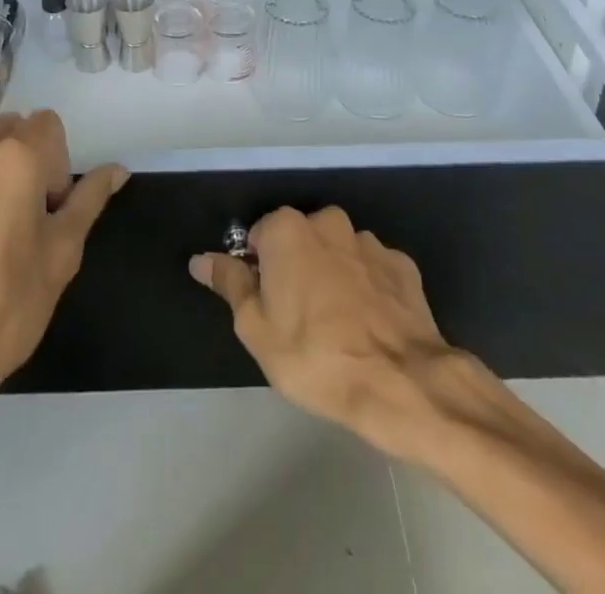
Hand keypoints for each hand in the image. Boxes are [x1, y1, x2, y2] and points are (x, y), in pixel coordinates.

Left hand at [0, 110, 126, 412]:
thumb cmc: (6, 306)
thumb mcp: (62, 254)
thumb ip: (90, 199)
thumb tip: (117, 169)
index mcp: (17, 155)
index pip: (48, 124)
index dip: (56, 163)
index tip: (47, 209)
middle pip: (9, 130)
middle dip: (22, 160)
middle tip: (19, 219)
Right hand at [189, 206, 461, 456]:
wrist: (401, 382)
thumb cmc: (315, 357)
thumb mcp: (255, 329)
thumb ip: (230, 284)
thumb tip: (201, 259)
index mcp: (287, 229)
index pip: (258, 238)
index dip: (257, 272)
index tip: (266, 308)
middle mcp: (328, 222)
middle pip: (300, 241)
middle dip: (296, 270)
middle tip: (298, 321)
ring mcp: (369, 241)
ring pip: (338, 254)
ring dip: (333, 277)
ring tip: (339, 328)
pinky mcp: (403, 265)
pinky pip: (372, 271)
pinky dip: (367, 289)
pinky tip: (370, 326)